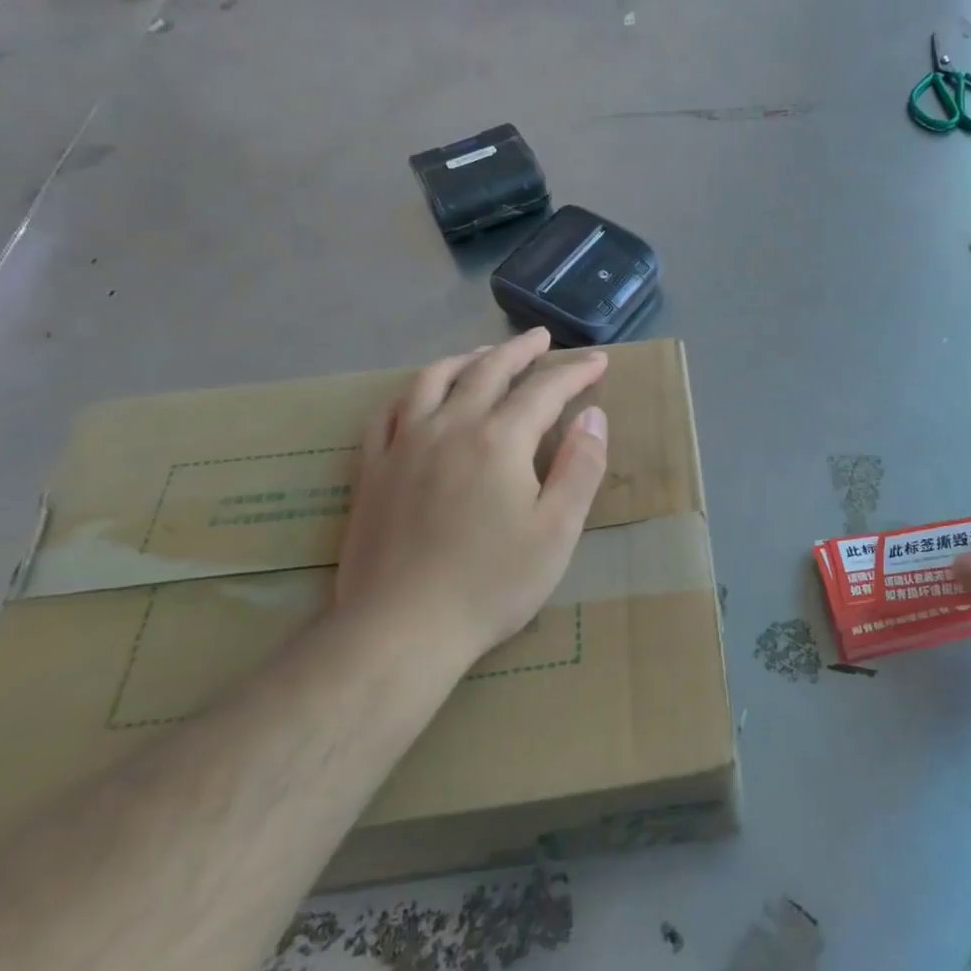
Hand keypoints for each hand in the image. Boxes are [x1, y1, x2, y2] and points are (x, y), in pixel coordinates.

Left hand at [335, 328, 609, 663]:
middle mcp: (450, 426)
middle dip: (520, 351)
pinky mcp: (372, 468)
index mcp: (499, 440)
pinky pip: (389, 411)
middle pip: (488, 370)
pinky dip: (412, 390)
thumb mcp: (557, 531)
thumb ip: (580, 467)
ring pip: (434, 380)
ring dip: (466, 359)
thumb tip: (593, 416)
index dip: (575, 373)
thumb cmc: (491, 583)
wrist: (400, 630)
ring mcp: (404, 444)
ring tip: (484, 354)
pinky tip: (421, 395)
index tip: (597, 362)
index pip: (545, 390)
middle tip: (541, 339)